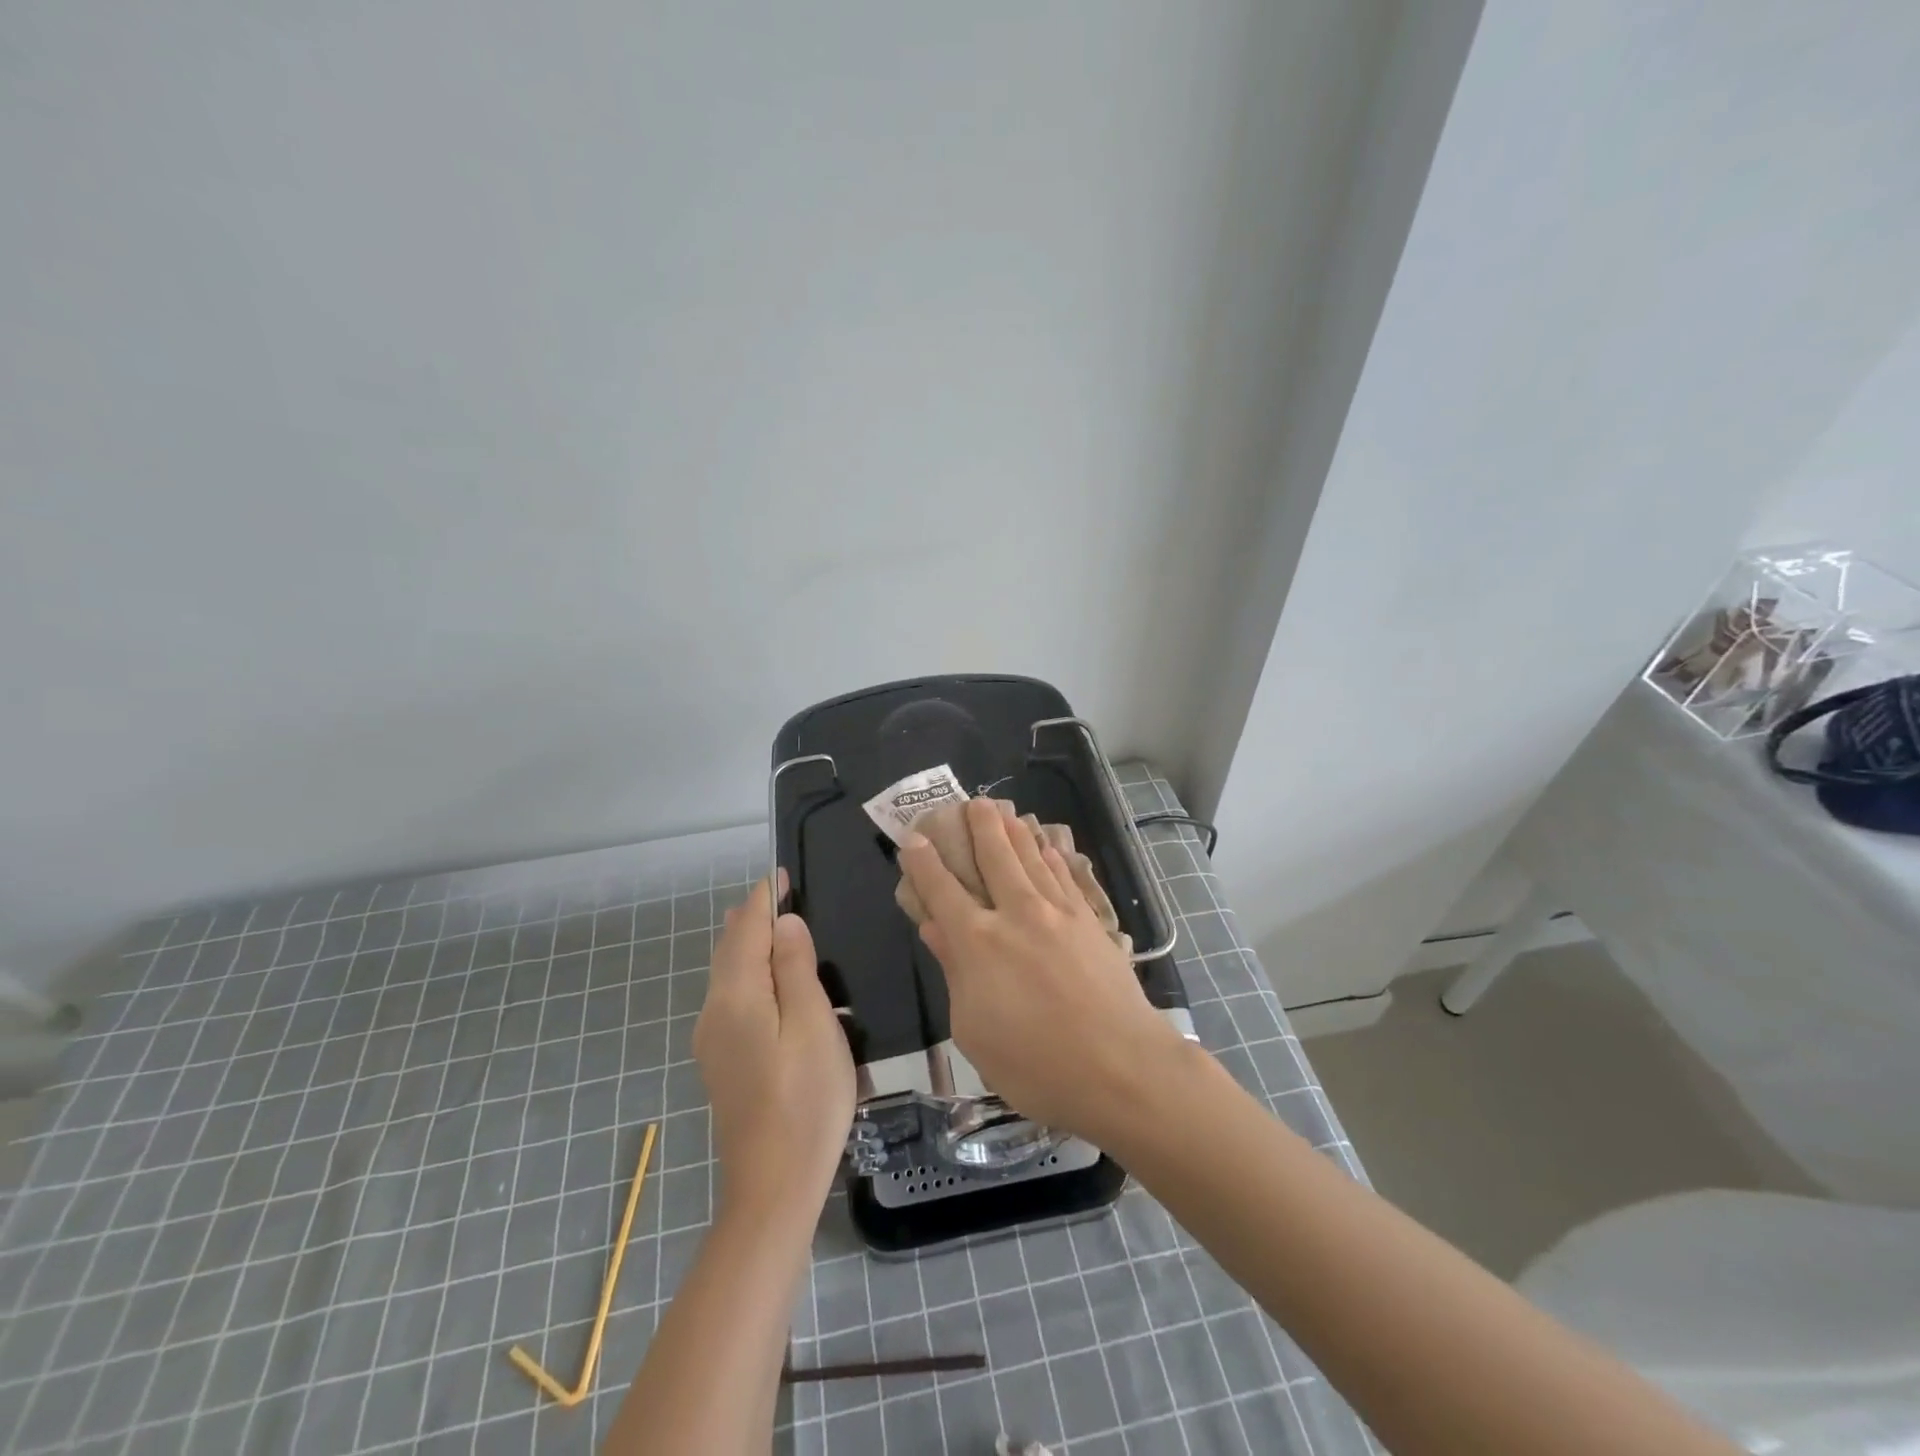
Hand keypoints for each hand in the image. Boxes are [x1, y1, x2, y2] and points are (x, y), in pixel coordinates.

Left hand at [694, 871, 855, 1215]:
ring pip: (727, 974)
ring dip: (749, 944)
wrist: (773, 1186)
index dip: (764, 898)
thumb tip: (784, 922)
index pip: (747, 930)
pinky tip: (769, 980)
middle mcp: (714, 1012)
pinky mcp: (721, 1061)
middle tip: (780, 892)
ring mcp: (713, 1040)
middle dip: (752, 917)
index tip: (781, 872)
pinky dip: (749, 973)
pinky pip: (731, 998)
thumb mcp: (814, 1025)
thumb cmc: (806, 1100)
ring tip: (775, 925)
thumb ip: (796, 968)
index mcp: (736, 997)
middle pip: (730, 949)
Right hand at [900, 797, 1192, 1144]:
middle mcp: (1016, 914)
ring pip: (1031, 858)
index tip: (913, 839)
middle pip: (994, 857)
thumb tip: (936, 928)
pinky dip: (1052, 856)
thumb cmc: (1036, 1065)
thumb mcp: (975, 1031)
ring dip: (1015, 831)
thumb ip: (955, 973)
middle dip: (979, 826)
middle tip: (971, 801)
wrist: (1122, 1067)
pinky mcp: (1090, 921)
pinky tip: (1049, 845)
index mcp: (978, 942)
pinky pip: (1065, 876)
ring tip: (1005, 810)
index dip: (924, 862)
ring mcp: (1058, 913)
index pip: (942, 890)